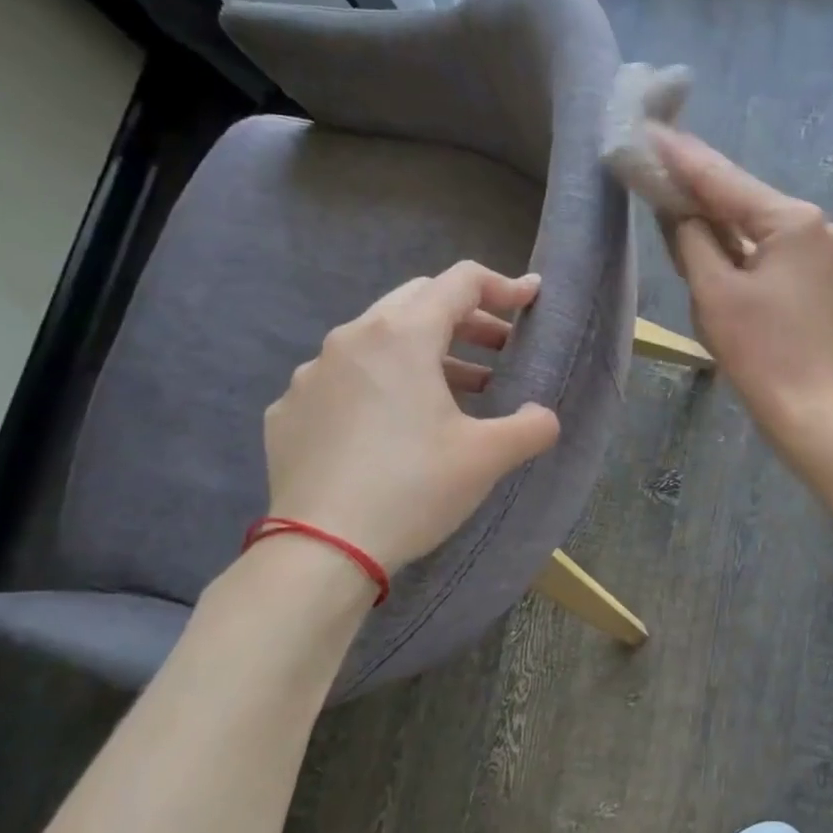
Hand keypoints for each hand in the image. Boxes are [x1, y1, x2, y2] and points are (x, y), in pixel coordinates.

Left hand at [263, 263, 560, 572]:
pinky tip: (393, 427)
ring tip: (458, 391)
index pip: (460, 282)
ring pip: (378, 340)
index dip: (503, 285)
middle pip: (418, 301)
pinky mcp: (289, 410)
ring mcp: (312, 374)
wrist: (322, 550)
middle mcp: (352, 339)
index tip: (531, 300)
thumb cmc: (414, 488)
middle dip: (466, 318)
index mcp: (403, 336)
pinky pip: (344, 379)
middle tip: (498, 349)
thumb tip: (543, 416)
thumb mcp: (488, 457)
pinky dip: (380, 385)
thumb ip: (531, 426)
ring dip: (425, 353)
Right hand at [656, 128, 832, 438]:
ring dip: (713, 214)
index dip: (682, 157)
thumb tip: (677, 208)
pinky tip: (703, 229)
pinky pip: (764, 245)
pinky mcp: (812, 272)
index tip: (648, 129)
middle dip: (697, 184)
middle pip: (742, 197)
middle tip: (653, 156)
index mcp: (794, 220)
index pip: (725, 180)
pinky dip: (733, 242)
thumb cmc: (757, 350)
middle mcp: (814, 224)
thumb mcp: (713, 290)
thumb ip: (691, 237)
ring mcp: (818, 248)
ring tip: (669, 187)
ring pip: (752, 222)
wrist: (805, 406)